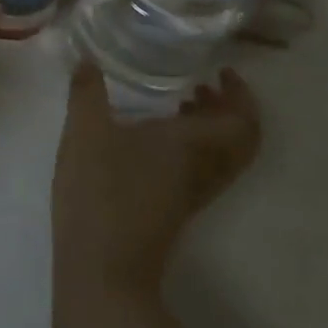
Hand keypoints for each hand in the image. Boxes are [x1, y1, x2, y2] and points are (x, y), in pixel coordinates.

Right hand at [52, 63, 260, 297]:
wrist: (104, 268)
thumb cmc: (100, 191)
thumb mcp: (85, 131)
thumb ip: (87, 91)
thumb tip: (87, 59)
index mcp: (192, 145)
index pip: (242, 121)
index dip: (241, 95)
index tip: (221, 71)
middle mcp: (202, 169)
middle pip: (241, 141)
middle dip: (231, 109)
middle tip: (205, 84)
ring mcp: (191, 192)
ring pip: (223, 156)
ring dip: (213, 127)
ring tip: (181, 102)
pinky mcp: (176, 207)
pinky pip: (204, 167)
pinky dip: (195, 144)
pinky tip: (156, 135)